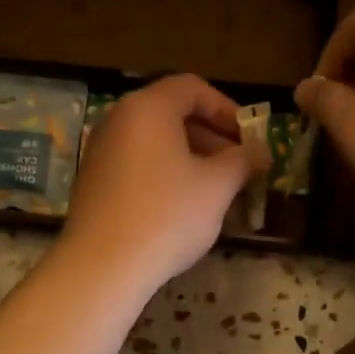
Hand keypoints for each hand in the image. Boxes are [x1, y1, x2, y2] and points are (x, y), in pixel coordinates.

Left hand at [59, 74, 267, 299]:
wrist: (102, 266)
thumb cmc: (167, 215)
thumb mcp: (217, 186)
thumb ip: (243, 161)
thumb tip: (261, 152)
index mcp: (148, 108)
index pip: (192, 88)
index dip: (227, 109)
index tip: (249, 137)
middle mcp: (118, 120)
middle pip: (172, 114)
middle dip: (212, 137)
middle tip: (239, 166)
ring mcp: (101, 152)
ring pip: (155, 143)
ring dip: (191, 159)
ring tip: (218, 191)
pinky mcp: (93, 183)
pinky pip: (137, 166)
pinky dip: (165, 175)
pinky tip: (183, 208)